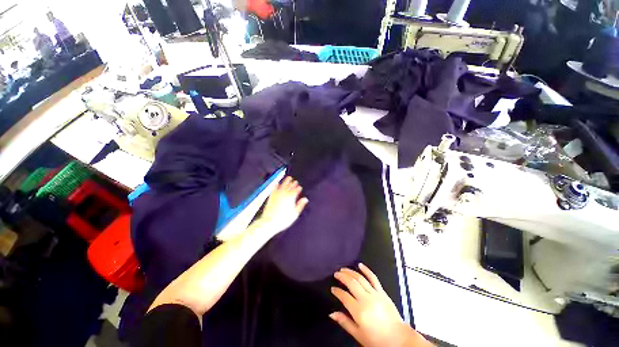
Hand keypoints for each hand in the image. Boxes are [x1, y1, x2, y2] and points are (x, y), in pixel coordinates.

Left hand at [259, 176, 308, 234]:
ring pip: (283, 185)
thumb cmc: (284, 220)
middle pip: (289, 187)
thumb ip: (300, 205)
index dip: (298, 188)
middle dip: (293, 183)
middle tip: (295, 181)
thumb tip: (305, 199)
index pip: (295, 190)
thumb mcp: (295, 214)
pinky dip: (276, 185)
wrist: (269, 222)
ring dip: (286, 181)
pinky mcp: (271, 196)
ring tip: (289, 178)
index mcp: (291, 198)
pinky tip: (277, 183)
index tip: (300, 187)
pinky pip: (274, 188)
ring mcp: (277, 194)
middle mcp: (284, 194)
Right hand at [330, 264, 432, 346]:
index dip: (337, 291)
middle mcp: (366, 299)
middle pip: (351, 283)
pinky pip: (373, 278)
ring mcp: (375, 294)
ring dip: (350, 272)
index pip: (344, 296)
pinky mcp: (382, 292)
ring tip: (343, 269)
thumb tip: (331, 313)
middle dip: (342, 276)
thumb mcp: (358, 335)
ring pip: (360, 278)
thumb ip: (344, 322)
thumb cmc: (377, 340)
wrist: (399, 339)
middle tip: (336, 274)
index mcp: (359, 311)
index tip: (333, 288)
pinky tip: (360, 265)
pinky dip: (366, 270)